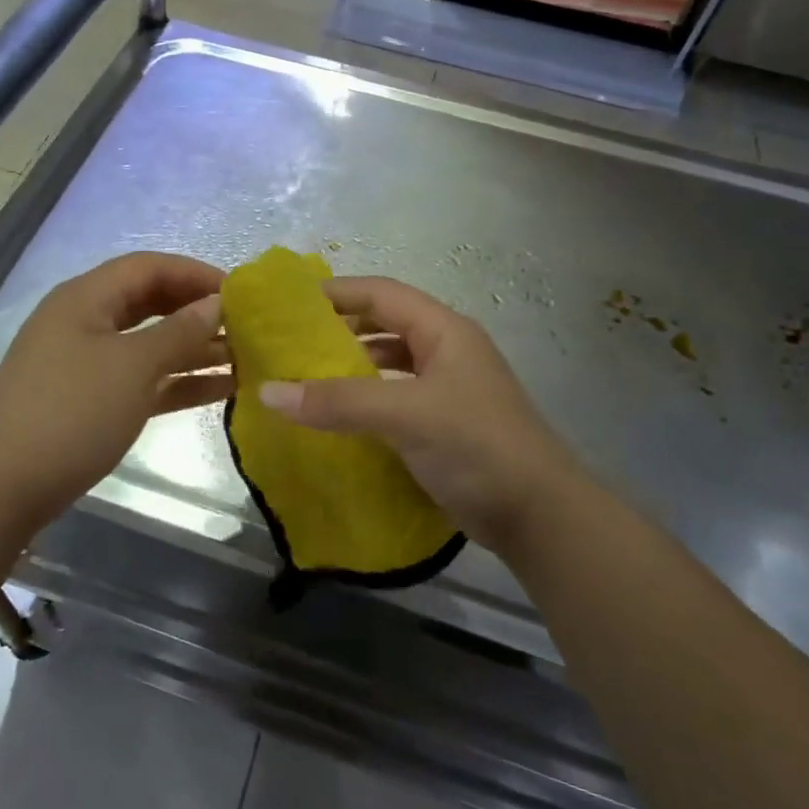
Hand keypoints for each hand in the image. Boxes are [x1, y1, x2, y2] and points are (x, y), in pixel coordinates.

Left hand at [0, 252, 230, 530]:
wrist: (2, 489)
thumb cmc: (72, 413)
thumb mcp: (133, 367)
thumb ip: (179, 332)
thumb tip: (215, 304)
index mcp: (86, 298)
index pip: (148, 268)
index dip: (195, 273)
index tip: (240, 292)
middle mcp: (85, 321)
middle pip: (149, 302)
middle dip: (196, 310)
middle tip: (244, 324)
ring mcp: (86, 362)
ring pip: (149, 342)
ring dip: (193, 348)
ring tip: (244, 356)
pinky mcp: (90, 400)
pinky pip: (142, 377)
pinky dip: (176, 380)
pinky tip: (220, 389)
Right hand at [257, 277, 581, 551]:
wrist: (539, 516)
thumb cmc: (476, 446)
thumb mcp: (405, 416)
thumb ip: (339, 402)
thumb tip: (268, 392)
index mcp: (444, 330)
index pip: (382, 293)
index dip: (338, 292)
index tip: (292, 303)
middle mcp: (447, 350)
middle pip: (386, 324)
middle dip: (341, 328)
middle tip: (293, 341)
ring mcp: (449, 387)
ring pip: (391, 362)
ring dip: (353, 365)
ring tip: (308, 376)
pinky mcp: (446, 422)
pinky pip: (396, 396)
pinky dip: (367, 398)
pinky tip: (340, 416)